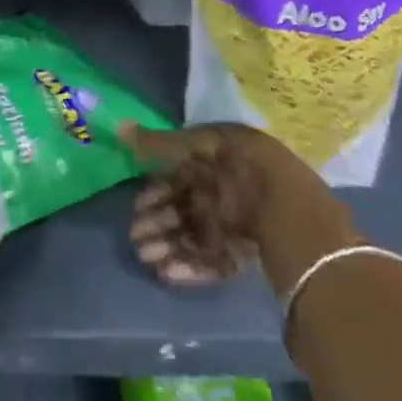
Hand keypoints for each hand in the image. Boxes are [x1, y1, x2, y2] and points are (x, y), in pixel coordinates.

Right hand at [120, 121, 354, 285]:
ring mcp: (234, 224)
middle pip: (184, 209)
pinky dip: (189, 267)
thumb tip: (119, 126)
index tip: (135, 204)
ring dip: (168, 246)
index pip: (178, 177)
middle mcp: (223, 191)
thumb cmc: (231, 166)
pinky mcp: (245, 253)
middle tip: (134, 237)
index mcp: (213, 161)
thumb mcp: (190, 147)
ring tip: (145, 257)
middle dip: (157, 223)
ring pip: (194, 236)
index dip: (156, 191)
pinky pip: (213, 261)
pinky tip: (166, 274)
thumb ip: (154, 144)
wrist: (282, 203)